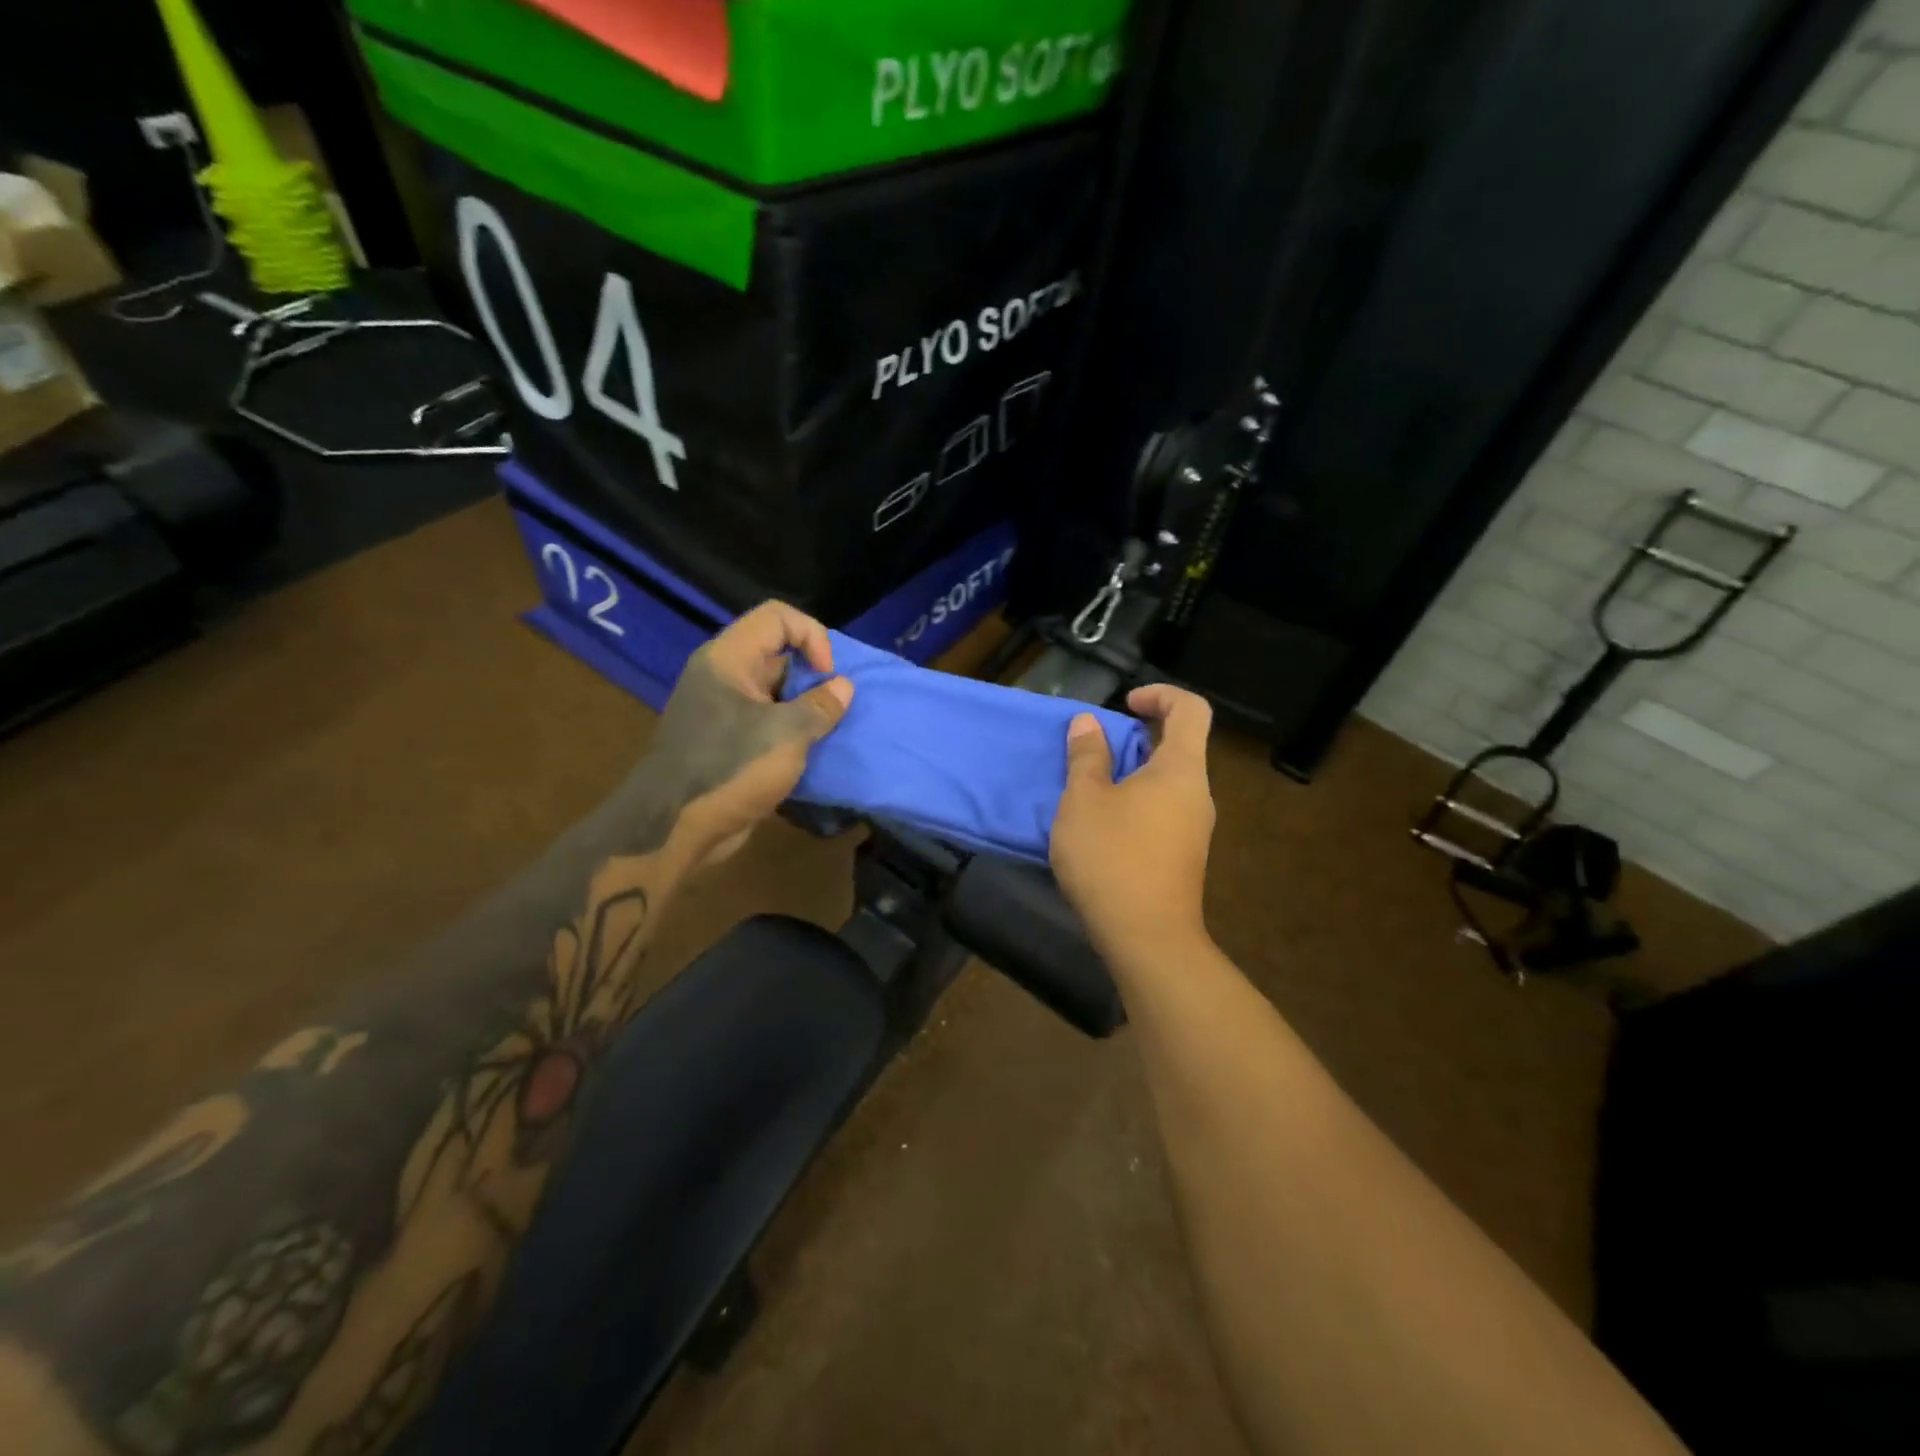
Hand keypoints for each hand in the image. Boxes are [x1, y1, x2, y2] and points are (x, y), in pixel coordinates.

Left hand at [646, 602, 853, 869]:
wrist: (674, 827)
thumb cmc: (731, 768)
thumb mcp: (787, 734)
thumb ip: (820, 706)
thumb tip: (843, 687)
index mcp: (729, 659)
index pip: (777, 617)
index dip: (811, 636)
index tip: (828, 674)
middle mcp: (723, 676)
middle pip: (777, 653)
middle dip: (814, 675)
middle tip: (835, 706)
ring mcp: (721, 710)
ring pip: (774, 691)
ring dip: (806, 707)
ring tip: (830, 731)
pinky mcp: (725, 741)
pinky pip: (766, 722)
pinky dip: (791, 731)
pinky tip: (811, 753)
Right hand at [1050, 684, 1216, 957]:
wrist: (1147, 939)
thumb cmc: (1112, 858)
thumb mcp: (1084, 800)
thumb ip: (1086, 757)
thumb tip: (1089, 723)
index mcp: (1181, 769)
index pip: (1191, 709)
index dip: (1160, 694)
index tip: (1124, 704)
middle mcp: (1196, 794)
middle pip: (1177, 746)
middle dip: (1134, 739)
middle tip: (1092, 753)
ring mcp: (1194, 828)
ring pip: (1165, 783)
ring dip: (1128, 776)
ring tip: (1087, 793)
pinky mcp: (1183, 857)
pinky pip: (1161, 812)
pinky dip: (1133, 805)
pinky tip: (1100, 829)